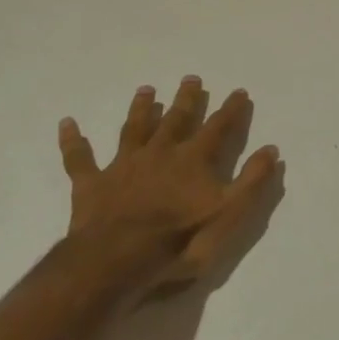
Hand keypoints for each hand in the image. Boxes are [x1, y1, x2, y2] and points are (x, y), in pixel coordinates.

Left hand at [57, 76, 279, 292]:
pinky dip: (73, 141)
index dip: (230, 110)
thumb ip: (251, 181)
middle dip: (186, 99)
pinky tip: (67, 123)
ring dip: (141, 109)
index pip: (218, 128)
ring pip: (134, 129)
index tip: (238, 92)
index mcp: (193, 160)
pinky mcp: (92, 184)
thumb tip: (271, 149)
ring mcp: (124, 166)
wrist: (117, 261)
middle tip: (191, 78)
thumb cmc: (179, 241)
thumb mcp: (229, 214)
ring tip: (146, 90)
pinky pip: (79, 159)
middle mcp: (160, 153)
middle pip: (176, 119)